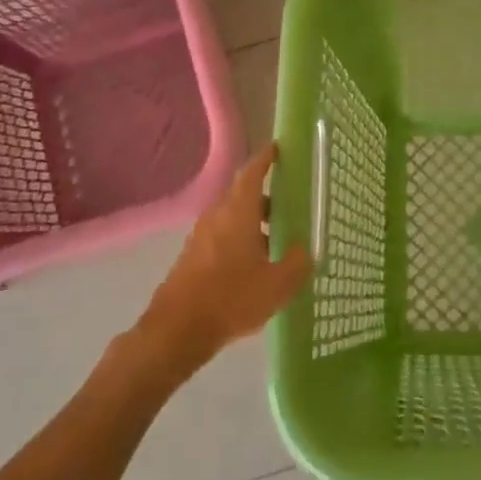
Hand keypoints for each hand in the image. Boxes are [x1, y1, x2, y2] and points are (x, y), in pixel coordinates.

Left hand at [137, 145, 311, 373]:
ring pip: (233, 218)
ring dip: (254, 223)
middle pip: (243, 196)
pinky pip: (222, 237)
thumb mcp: (277, 285)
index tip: (278, 149)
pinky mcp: (193, 257)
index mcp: (237, 212)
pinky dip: (241, 240)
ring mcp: (201, 237)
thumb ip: (297, 263)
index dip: (266, 158)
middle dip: (267, 198)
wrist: (176, 331)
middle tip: (291, 207)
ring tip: (278, 242)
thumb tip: (304, 250)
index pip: (252, 173)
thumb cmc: (230, 299)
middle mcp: (217, 217)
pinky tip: (255, 267)